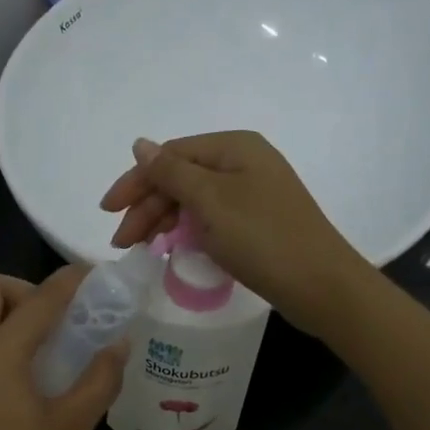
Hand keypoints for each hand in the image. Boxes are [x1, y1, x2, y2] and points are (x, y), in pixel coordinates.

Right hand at [100, 131, 369, 339]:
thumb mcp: (211, 201)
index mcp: (234, 147)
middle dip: (147, 207)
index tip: (108, 212)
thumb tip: (139, 144)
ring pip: (194, 200)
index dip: (136, 181)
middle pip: (181, 177)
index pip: (170, 156)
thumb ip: (171, 173)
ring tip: (142, 249)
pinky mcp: (257, 222)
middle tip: (123, 243)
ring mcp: (252, 193)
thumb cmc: (262, 238)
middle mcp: (243, 163)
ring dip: (164, 221)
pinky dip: (187, 231)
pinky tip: (172, 249)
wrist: (321, 285)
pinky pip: (211, 218)